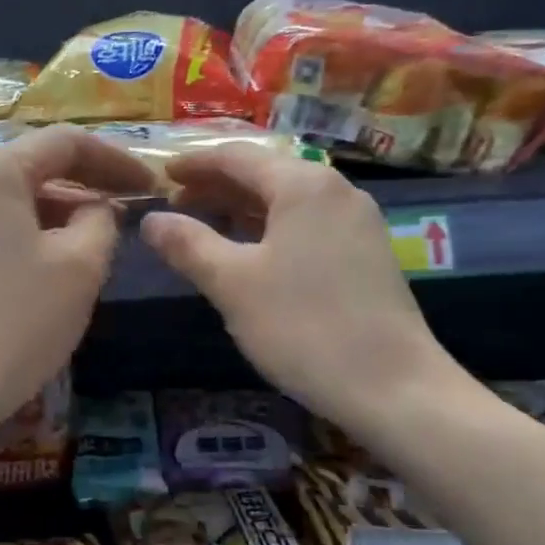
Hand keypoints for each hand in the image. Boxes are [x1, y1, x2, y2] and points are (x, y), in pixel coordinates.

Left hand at [0, 125, 153, 452]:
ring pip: (21, 202)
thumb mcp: (78, 268)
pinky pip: (0, 229)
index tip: (154, 187)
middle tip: (133, 214)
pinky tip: (58, 270)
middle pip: (40, 166)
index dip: (118, 160)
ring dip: (65, 215)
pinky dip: (37, 237)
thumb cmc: (10, 323)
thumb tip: (99, 208)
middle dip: (91, 186)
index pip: (68, 141)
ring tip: (103, 245)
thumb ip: (101, 221)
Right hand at [139, 146, 465, 431]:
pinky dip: (271, 226)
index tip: (160, 175)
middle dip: (217, 185)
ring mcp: (357, 221)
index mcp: (302, 184)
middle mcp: (335, 190)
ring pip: (287, 199)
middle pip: (265, 173)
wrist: (394, 387)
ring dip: (243, 207)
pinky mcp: (368, 251)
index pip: (237, 156)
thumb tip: (151, 220)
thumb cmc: (304, 327)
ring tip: (205, 225)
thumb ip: (188, 244)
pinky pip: (307, 222)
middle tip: (175, 204)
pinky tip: (252, 251)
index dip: (194, 164)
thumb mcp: (232, 284)